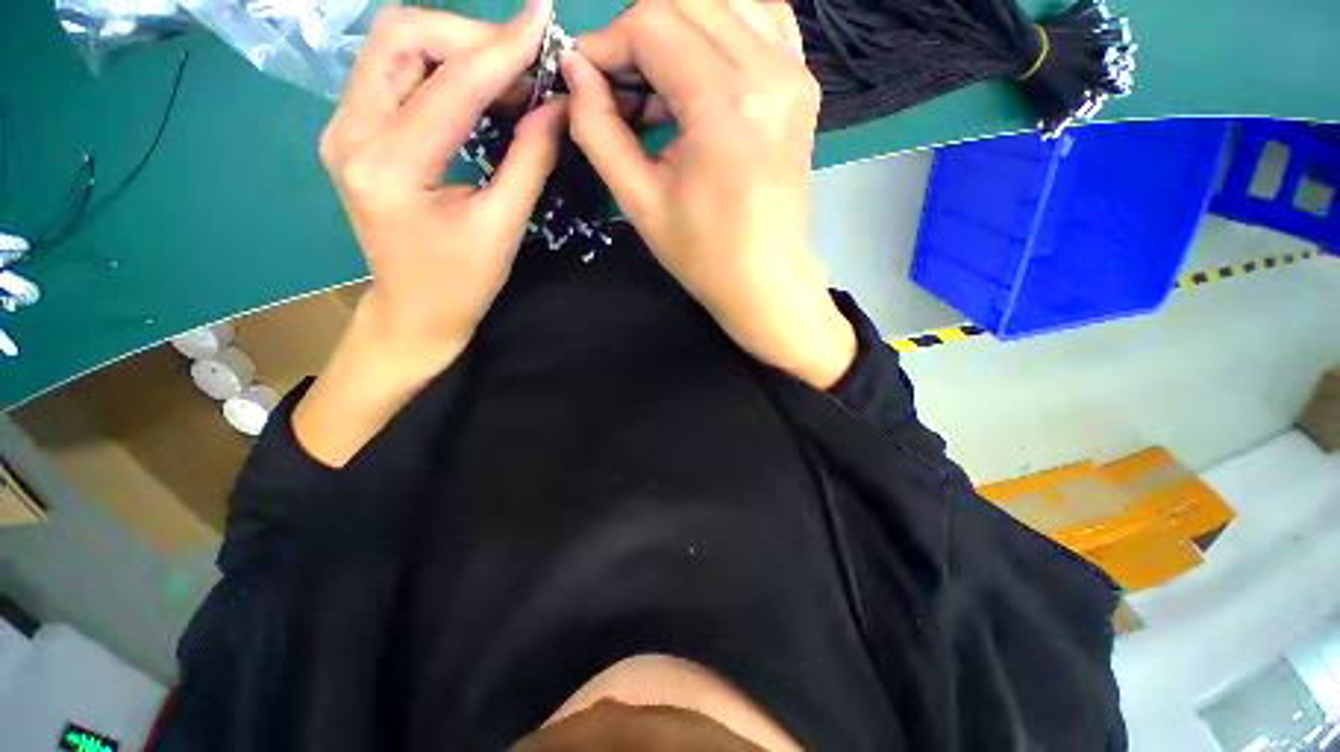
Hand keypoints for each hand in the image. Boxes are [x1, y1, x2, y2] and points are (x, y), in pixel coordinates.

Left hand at [296, 1, 563, 466]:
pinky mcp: (353, 131)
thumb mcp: (503, 227)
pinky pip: (394, 72)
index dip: (501, 47)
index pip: (449, 84)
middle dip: (471, 36)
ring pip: (394, 46)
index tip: (542, 18)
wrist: (414, 310)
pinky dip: (441, 67)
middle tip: (524, 61)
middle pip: (402, 37)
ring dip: (455, 47)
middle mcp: (349, 133)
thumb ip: (529, 160)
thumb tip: (557, 106)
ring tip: (507, 75)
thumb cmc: (461, 283)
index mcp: (388, 166)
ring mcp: (344, 128)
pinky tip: (479, 89)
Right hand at [563, 0, 855, 388]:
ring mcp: (794, 73)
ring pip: (724, 0)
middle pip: (686, 0)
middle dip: (638, 32)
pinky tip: (701, 64)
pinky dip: (723, 26)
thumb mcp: (640, 201)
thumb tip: (575, 70)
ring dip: (677, 26)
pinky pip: (763, 19)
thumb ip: (598, 129)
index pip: (651, 23)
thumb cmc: (704, 255)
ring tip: (658, 83)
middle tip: (620, 86)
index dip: (606, 44)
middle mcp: (768, 71)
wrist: (765, 281)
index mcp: (725, 105)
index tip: (586, 80)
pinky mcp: (803, 85)